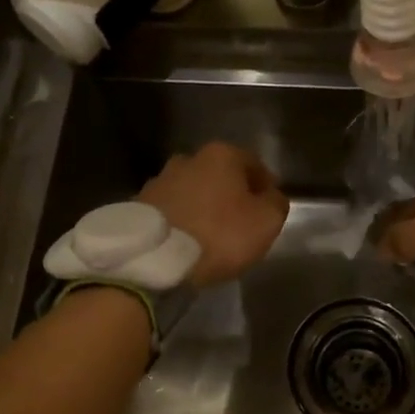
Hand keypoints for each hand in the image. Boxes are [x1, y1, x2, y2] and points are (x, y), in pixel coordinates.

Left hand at [140, 142, 289, 287]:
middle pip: (219, 175)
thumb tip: (271, 197)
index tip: (269, 207)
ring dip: (203, 206)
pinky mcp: (138, 205)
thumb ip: (276, 203)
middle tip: (240, 221)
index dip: (265, 186)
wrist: (155, 259)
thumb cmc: (219, 234)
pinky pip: (171, 210)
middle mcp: (188, 159)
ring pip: (192, 191)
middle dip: (230, 194)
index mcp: (222, 155)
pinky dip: (181, 220)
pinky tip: (186, 241)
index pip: (254, 164)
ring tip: (209, 234)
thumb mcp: (266, 222)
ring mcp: (160, 180)